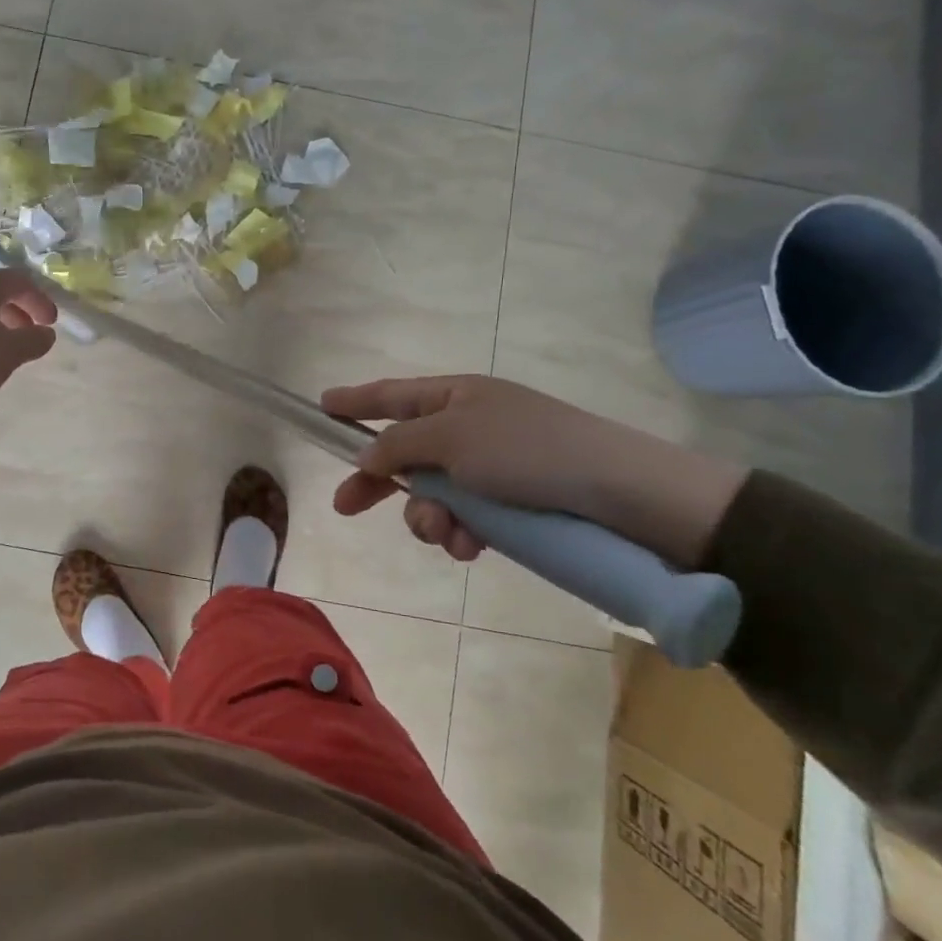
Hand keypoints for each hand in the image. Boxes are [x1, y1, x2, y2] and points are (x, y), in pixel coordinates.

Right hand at [319, 374, 746, 568]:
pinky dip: (462, 533)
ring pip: (432, 494)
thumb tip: (367, 455)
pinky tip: (473, 546)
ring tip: (448, 534)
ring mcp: (490, 467)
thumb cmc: (527, 451)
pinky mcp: (511, 505)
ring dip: (429, 517)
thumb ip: (399, 443)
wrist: (619, 493)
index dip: (355, 401)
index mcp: (455, 396)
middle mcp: (469, 427)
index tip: (322, 405)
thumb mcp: (452, 438)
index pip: (391, 394)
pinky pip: (465, 518)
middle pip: (405, 451)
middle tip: (345, 507)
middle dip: (380, 481)